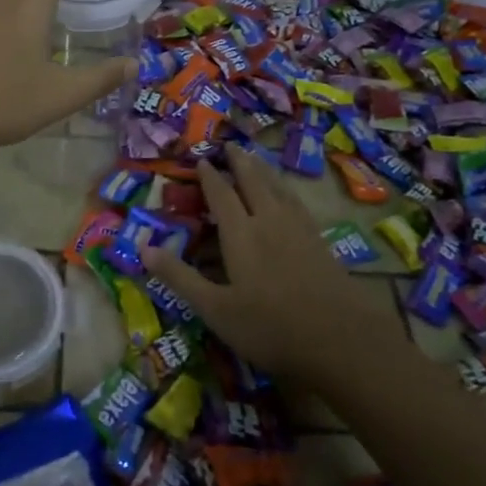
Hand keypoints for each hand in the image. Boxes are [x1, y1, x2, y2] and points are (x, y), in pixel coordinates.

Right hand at [143, 147, 378, 378]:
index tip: (200, 159)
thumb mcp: (215, 309)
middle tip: (230, 145)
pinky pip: (297, 203)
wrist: (342, 340)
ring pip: (279, 189)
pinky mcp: (320, 243)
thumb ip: (180, 277)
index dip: (209, 176)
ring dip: (264, 171)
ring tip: (256, 160)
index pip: (221, 194)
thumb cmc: (270, 326)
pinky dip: (286, 190)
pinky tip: (289, 198)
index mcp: (241, 233)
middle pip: (253, 182)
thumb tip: (143, 248)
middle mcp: (269, 221)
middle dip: (240, 162)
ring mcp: (299, 230)